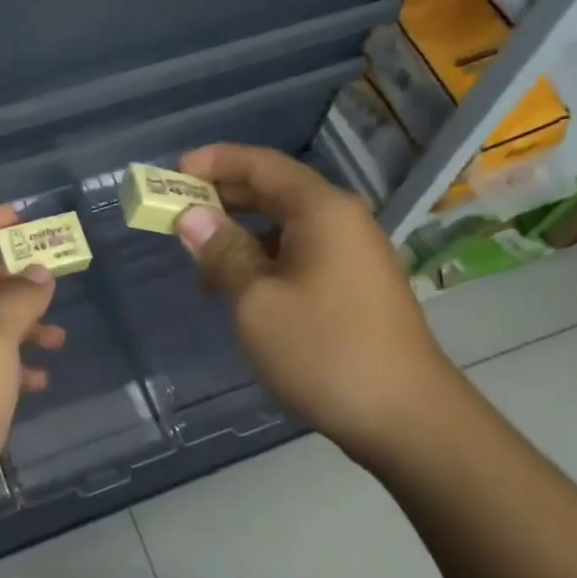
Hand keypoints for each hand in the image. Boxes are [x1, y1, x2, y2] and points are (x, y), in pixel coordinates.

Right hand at [175, 144, 460, 457]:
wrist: (404, 415)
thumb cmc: (323, 350)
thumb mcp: (256, 301)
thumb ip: (222, 251)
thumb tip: (191, 215)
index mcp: (320, 210)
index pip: (260, 165)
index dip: (214, 162)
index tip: (172, 173)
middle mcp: (341, 220)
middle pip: (274, 191)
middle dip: (222, 198)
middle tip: (176, 213)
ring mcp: (352, 254)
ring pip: (284, 227)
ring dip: (240, 235)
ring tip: (199, 261)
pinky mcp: (354, 285)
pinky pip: (299, 255)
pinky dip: (263, 261)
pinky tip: (238, 289)